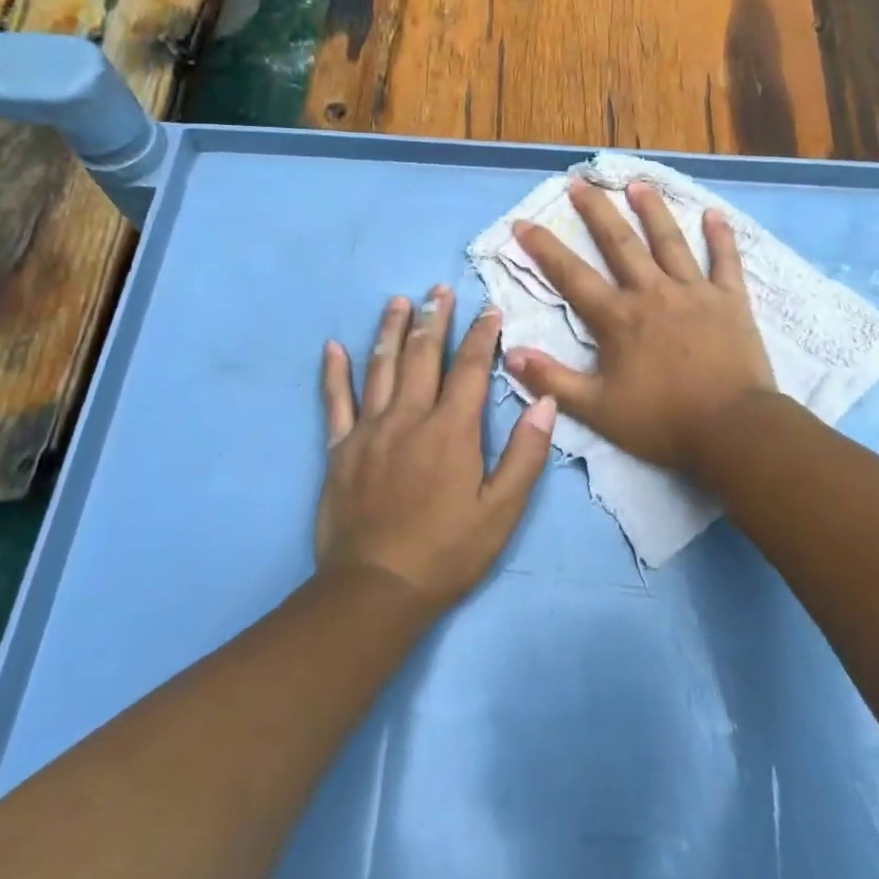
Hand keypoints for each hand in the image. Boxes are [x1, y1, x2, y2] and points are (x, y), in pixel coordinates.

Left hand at [317, 286, 556, 611]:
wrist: (376, 589)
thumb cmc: (447, 552)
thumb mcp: (502, 512)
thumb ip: (525, 454)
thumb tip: (545, 401)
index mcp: (451, 430)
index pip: (470, 369)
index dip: (481, 335)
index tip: (488, 308)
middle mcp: (408, 418)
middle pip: (423, 356)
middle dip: (434, 319)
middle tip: (439, 289)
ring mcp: (369, 431)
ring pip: (380, 368)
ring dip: (391, 331)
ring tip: (399, 301)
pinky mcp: (339, 450)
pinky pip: (335, 402)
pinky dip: (334, 373)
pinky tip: (332, 347)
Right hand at [506, 180, 775, 476]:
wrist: (733, 429)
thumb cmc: (662, 422)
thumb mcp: (597, 409)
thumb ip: (553, 380)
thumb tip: (510, 353)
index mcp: (618, 318)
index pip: (572, 276)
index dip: (545, 249)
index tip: (524, 222)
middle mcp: (652, 293)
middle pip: (620, 244)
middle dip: (597, 212)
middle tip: (580, 183)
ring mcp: (694, 292)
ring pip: (669, 241)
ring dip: (652, 210)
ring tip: (637, 184)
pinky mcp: (731, 301)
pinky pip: (725, 261)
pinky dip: (720, 237)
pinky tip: (713, 214)